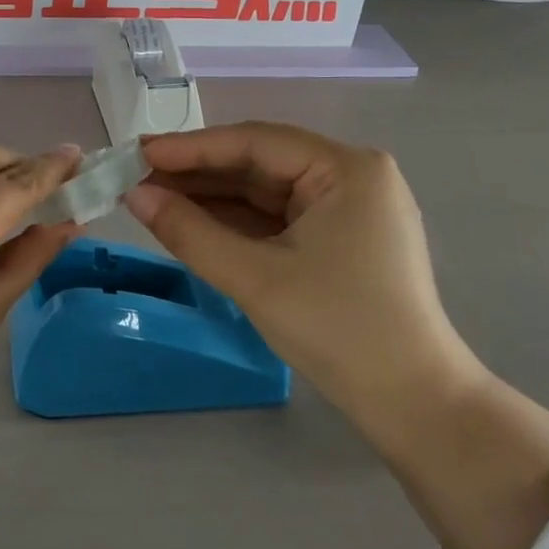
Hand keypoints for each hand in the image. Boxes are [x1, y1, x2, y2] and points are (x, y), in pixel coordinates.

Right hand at [122, 122, 476, 432]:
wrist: (413, 406)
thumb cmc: (339, 330)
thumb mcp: (255, 277)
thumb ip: (189, 232)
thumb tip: (134, 195)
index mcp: (346, 168)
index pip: (255, 141)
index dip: (192, 147)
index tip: (139, 152)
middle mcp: (350, 176)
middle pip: (259, 163)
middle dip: (198, 173)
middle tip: (137, 175)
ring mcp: (346, 208)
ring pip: (264, 191)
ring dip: (211, 197)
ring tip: (152, 197)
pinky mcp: (338, 239)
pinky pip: (275, 218)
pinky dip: (234, 221)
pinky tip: (191, 220)